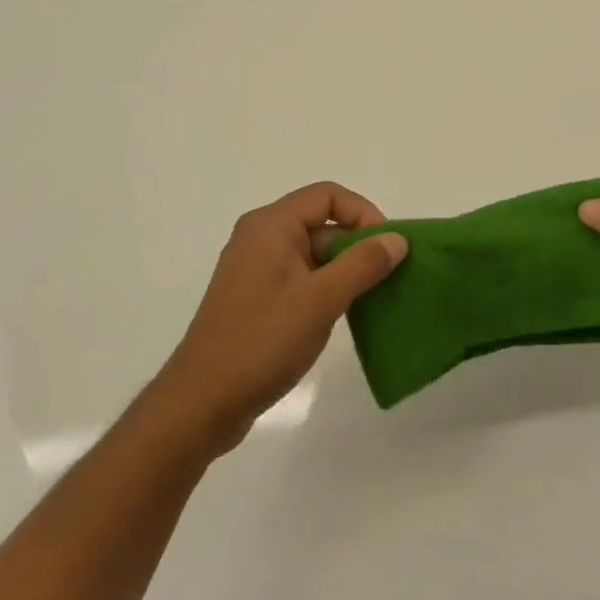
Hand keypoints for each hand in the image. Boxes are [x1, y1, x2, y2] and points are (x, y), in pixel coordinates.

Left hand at [151, 183, 406, 452]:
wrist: (201, 404)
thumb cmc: (262, 342)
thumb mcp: (321, 300)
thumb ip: (363, 264)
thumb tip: (397, 238)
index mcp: (271, 225)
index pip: (328, 195)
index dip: (363, 213)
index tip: (388, 247)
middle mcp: (261, 237)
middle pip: (321, 222)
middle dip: (357, 244)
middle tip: (388, 276)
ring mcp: (257, 269)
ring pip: (313, 252)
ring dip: (345, 269)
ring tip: (373, 298)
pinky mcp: (257, 298)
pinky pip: (301, 277)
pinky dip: (326, 287)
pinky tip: (344, 315)